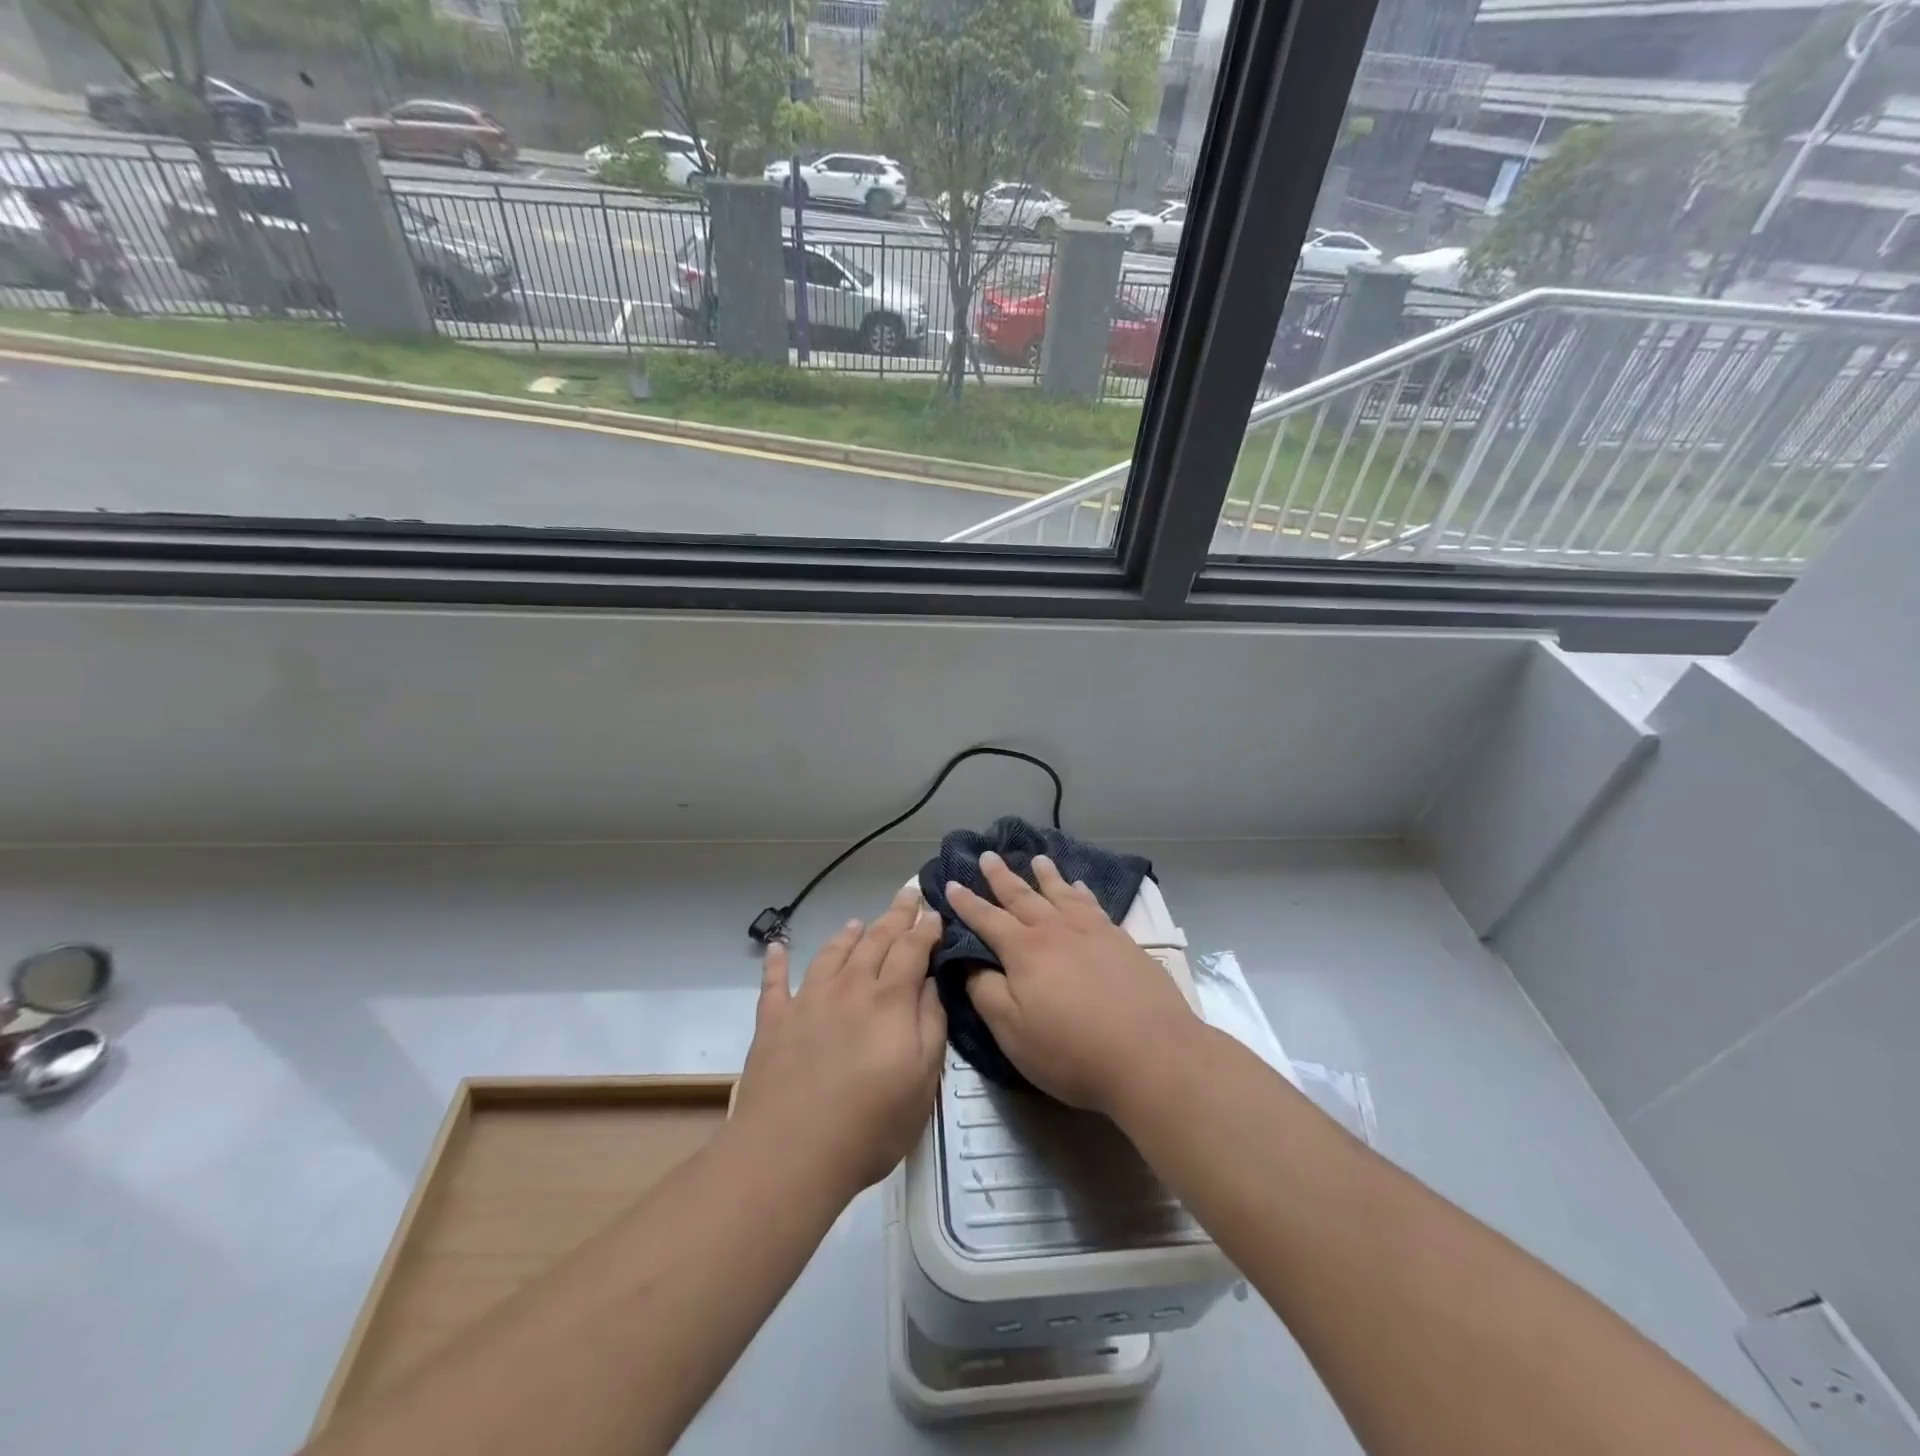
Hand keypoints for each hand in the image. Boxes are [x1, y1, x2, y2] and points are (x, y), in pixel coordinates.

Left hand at [732, 886, 945, 1199]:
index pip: (912, 949)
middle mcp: (849, 988)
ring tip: (857, 921)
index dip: (925, 928)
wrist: (791, 1152)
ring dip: (847, 935)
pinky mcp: (773, 1022)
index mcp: (889, 1000)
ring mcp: (807, 1001)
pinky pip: (774, 983)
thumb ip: (931, 1025)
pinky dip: (776, 961)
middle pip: (875, 941)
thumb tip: (932, 983)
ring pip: (831, 954)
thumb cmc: (870, 1123)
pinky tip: (777, 946)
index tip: (935, 912)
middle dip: (894, 916)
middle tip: (907, 894)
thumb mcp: (923, 1080)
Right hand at [947, 852, 1199, 1115]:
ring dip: (1045, 875)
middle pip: (1023, 896)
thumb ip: (986, 993)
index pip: (987, 919)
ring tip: (1037, 858)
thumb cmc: (1072, 1050)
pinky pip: (1094, 905)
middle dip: (1001, 877)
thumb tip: (968, 963)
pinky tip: (1081, 887)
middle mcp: (1055, 930)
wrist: (1151, 1054)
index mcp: (1024, 950)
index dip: (966, 903)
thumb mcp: (1013, 1031)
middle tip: (988, 855)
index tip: (950, 884)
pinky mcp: (1122, 941)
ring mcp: (1092, 932)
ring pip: (1061, 894)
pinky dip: (1082, 892)